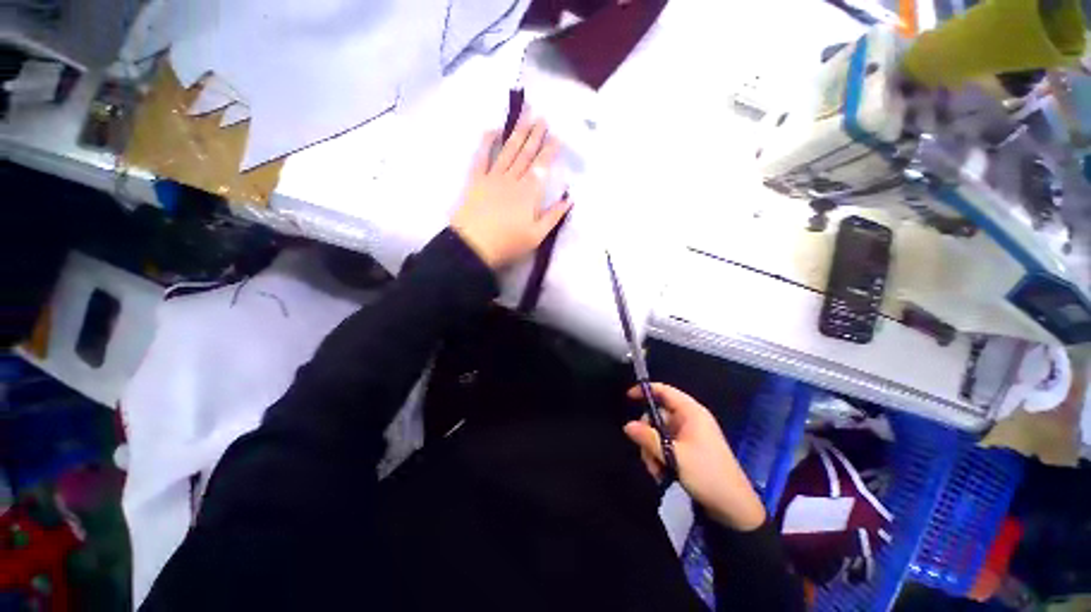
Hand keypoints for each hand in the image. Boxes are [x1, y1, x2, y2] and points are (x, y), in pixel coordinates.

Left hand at [450, 118, 571, 269]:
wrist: (474, 245)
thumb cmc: (508, 243)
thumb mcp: (536, 236)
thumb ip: (553, 216)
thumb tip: (568, 200)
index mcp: (529, 193)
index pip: (542, 167)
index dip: (550, 151)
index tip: (557, 136)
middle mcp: (512, 179)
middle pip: (526, 154)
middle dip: (536, 135)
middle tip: (543, 117)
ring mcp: (493, 177)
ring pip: (508, 150)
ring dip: (518, 132)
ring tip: (526, 115)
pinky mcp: (477, 180)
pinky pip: (482, 156)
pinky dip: (488, 142)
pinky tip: (493, 129)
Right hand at [624, 383, 766, 530]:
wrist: (735, 508)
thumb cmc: (706, 474)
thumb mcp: (673, 456)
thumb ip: (648, 438)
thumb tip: (627, 425)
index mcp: (691, 413)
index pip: (664, 391)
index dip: (645, 391)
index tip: (628, 398)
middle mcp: (690, 420)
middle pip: (658, 415)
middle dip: (648, 434)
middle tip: (646, 453)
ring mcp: (690, 436)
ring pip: (660, 433)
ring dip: (653, 450)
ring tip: (657, 470)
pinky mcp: (690, 450)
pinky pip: (667, 446)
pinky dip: (661, 457)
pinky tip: (662, 474)